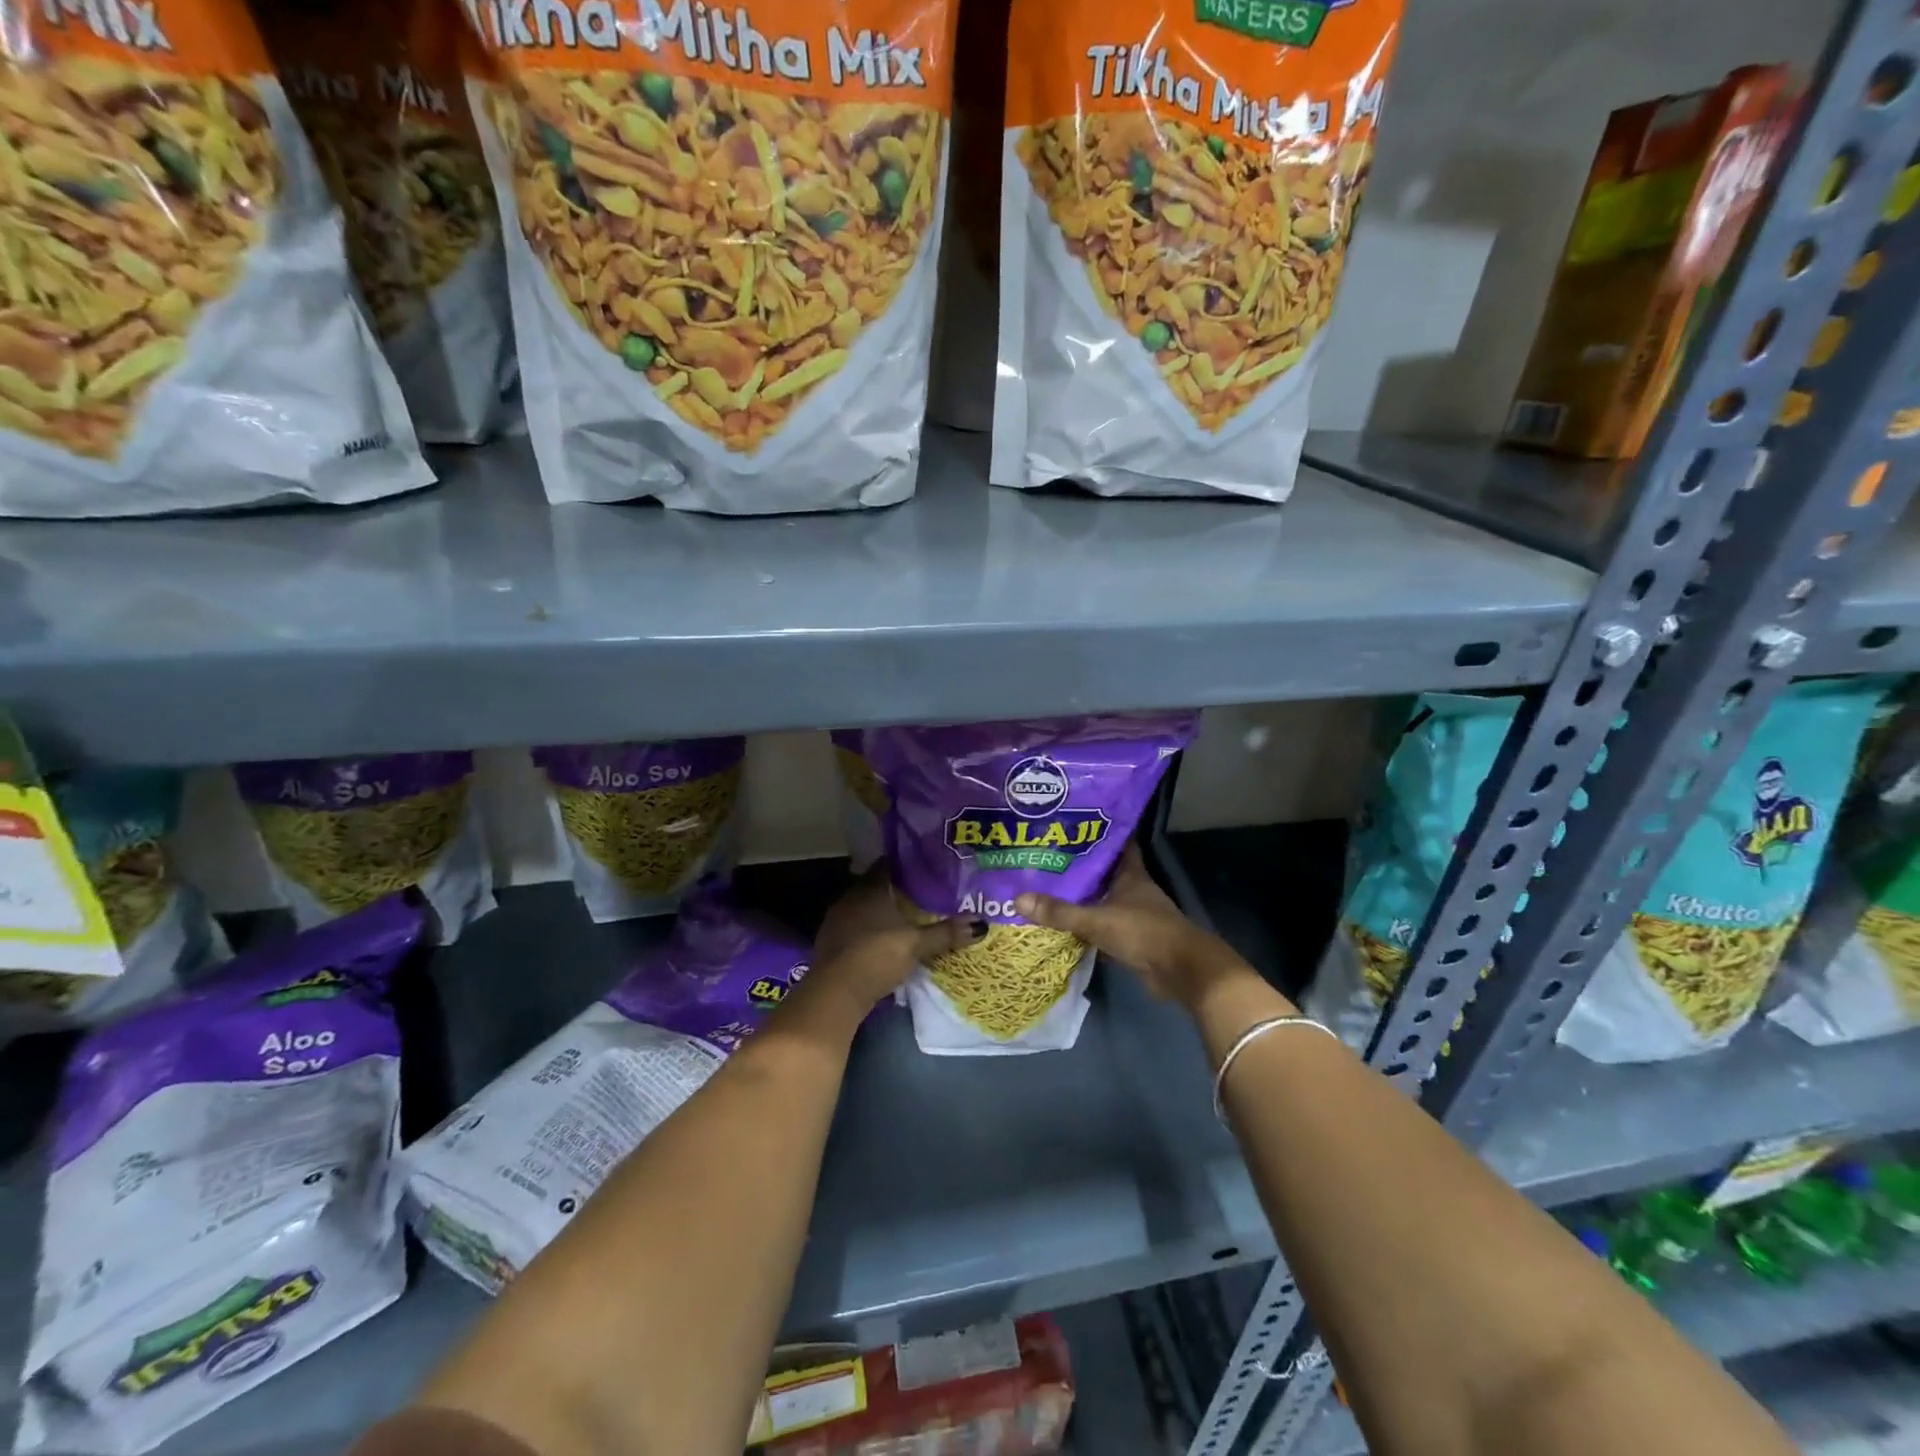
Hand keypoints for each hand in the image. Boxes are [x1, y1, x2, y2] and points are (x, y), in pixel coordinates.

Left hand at [806, 867, 984, 1018]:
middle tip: (923, 893)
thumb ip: (946, 932)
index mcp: (869, 889)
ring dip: (881, 912)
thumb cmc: (877, 956)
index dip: (906, 865)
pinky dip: (869, 930)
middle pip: (876, 886)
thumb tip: (981, 923)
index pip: (887, 865)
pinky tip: (883, 940)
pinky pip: (854, 928)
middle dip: (896, 890)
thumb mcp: (917, 944)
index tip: (926, 867)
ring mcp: (836, 922)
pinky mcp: (830, 944)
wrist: (835, 993)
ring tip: (906, 917)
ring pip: (863, 908)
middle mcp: (849, 898)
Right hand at [1014, 844, 1245, 1009]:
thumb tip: (1018, 899)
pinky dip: (1086, 927)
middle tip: (1045, 856)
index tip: (1073, 824)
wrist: (1181, 971)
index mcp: (1130, 874)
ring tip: (1046, 887)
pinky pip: (1102, 927)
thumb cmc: (1144, 932)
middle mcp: (1133, 890)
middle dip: (1079, 866)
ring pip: (1102, 900)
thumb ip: (1060, 912)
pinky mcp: (1131, 940)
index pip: (1117, 843)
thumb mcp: (1097, 920)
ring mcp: (1134, 915)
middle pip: (1104, 872)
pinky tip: (1062, 925)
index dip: (1098, 833)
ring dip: (1081, 897)